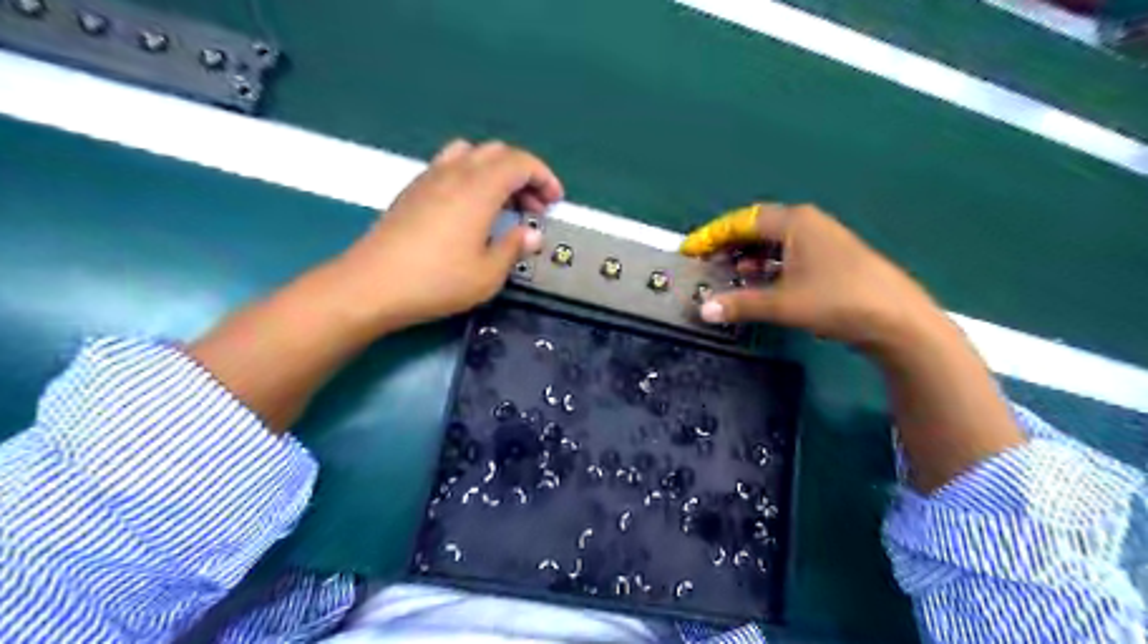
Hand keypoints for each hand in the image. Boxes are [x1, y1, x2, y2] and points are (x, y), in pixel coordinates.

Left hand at [337, 138, 563, 330]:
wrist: (371, 285)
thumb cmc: (437, 281)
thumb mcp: (487, 274)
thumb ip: (513, 248)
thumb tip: (532, 234)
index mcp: (479, 188)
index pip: (520, 163)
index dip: (544, 177)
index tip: (554, 202)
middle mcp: (455, 173)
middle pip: (498, 153)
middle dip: (523, 175)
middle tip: (533, 207)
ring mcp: (429, 178)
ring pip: (472, 154)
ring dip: (496, 172)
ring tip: (503, 203)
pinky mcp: (412, 190)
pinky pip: (449, 165)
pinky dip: (471, 176)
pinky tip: (470, 209)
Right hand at [685, 203, 944, 354]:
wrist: (899, 320)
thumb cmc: (838, 301)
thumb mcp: (784, 304)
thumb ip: (741, 304)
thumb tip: (703, 310)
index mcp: (795, 223)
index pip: (742, 221)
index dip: (713, 235)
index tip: (690, 251)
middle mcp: (807, 224)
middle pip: (757, 228)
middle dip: (729, 245)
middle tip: (706, 264)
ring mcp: (822, 241)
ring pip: (773, 243)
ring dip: (748, 258)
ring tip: (727, 275)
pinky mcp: (830, 259)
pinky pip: (788, 256)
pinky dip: (768, 267)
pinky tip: (759, 283)